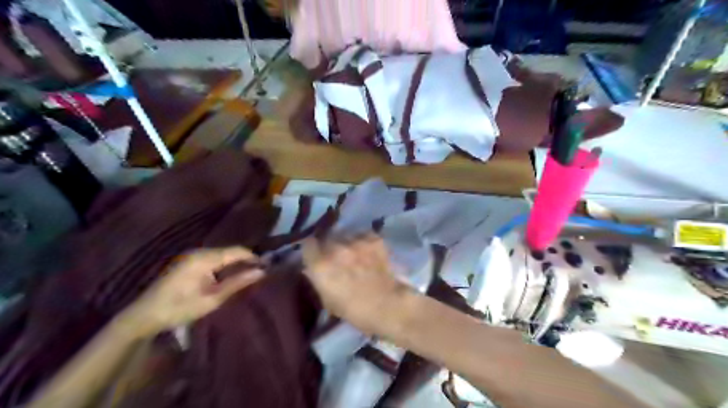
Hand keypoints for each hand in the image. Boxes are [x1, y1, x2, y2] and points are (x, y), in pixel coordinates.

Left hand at [118, 245, 266, 336]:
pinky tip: (227, 277)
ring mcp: (191, 256)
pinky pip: (212, 259)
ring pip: (221, 255)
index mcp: (205, 258)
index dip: (253, 257)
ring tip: (246, 275)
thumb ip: (238, 282)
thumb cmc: (180, 308)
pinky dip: (223, 266)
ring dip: (234, 264)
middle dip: (245, 261)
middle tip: (258, 273)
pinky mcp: (187, 262)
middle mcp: (199, 252)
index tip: (267, 267)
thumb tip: (262, 271)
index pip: (237, 251)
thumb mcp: (213, 298)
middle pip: (229, 251)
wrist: (144, 316)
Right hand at [302, 234, 407, 335]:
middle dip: (329, 245)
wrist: (388, 305)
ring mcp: (355, 241)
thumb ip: (318, 279)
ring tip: (354, 252)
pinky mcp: (373, 238)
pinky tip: (367, 250)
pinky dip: (363, 241)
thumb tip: (313, 269)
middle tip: (336, 256)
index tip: (316, 255)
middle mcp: (335, 248)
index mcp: (320, 265)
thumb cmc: (354, 310)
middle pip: (326, 238)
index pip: (308, 245)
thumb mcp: (327, 300)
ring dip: (346, 242)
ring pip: (344, 234)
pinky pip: (362, 234)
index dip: (312, 250)